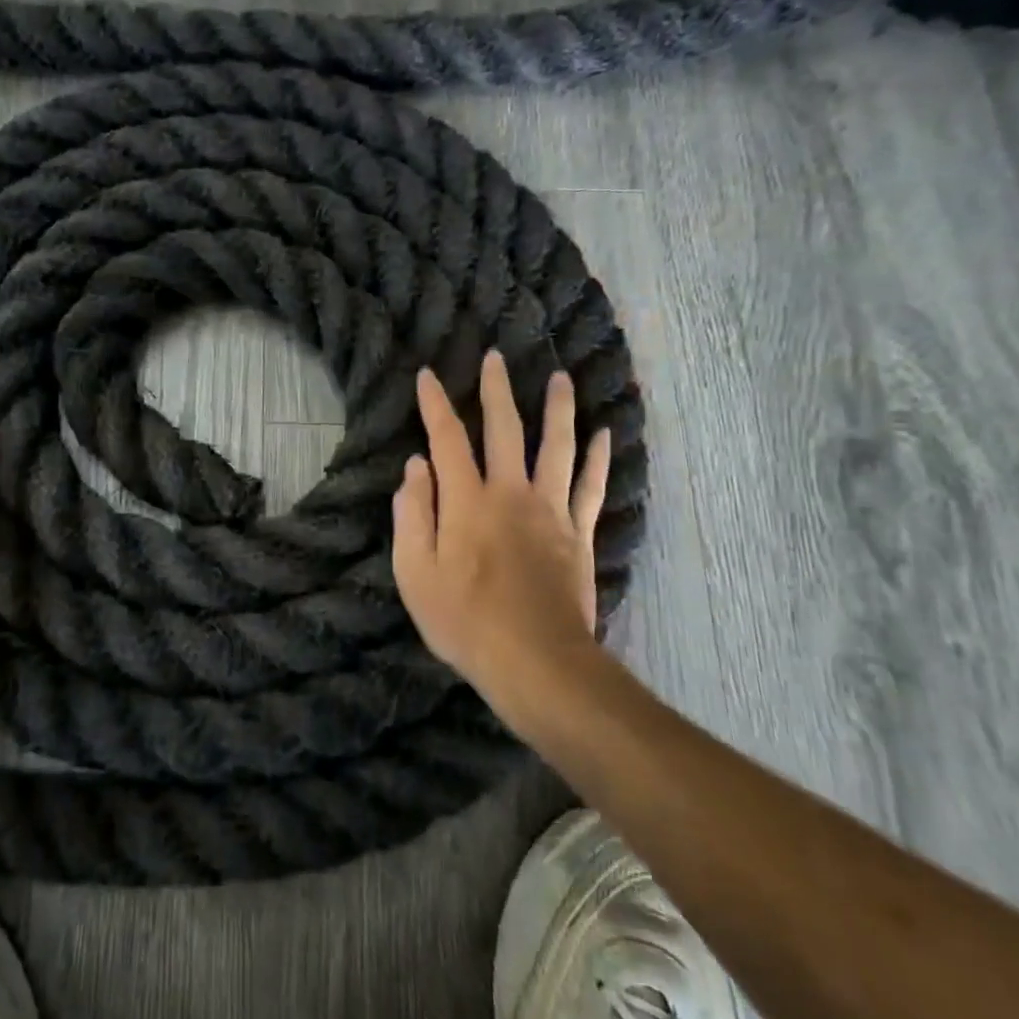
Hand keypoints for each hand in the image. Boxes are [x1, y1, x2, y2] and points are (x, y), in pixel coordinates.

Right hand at [392, 350, 611, 715]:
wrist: (536, 662)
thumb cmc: (464, 621)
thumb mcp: (414, 573)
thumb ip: (413, 514)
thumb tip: (415, 466)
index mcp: (466, 501)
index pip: (447, 439)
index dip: (435, 404)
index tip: (429, 374)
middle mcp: (510, 493)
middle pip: (504, 429)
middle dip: (497, 390)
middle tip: (497, 356)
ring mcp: (550, 511)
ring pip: (556, 447)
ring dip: (557, 409)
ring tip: (560, 378)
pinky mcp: (578, 533)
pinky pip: (590, 486)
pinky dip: (598, 458)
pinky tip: (604, 434)